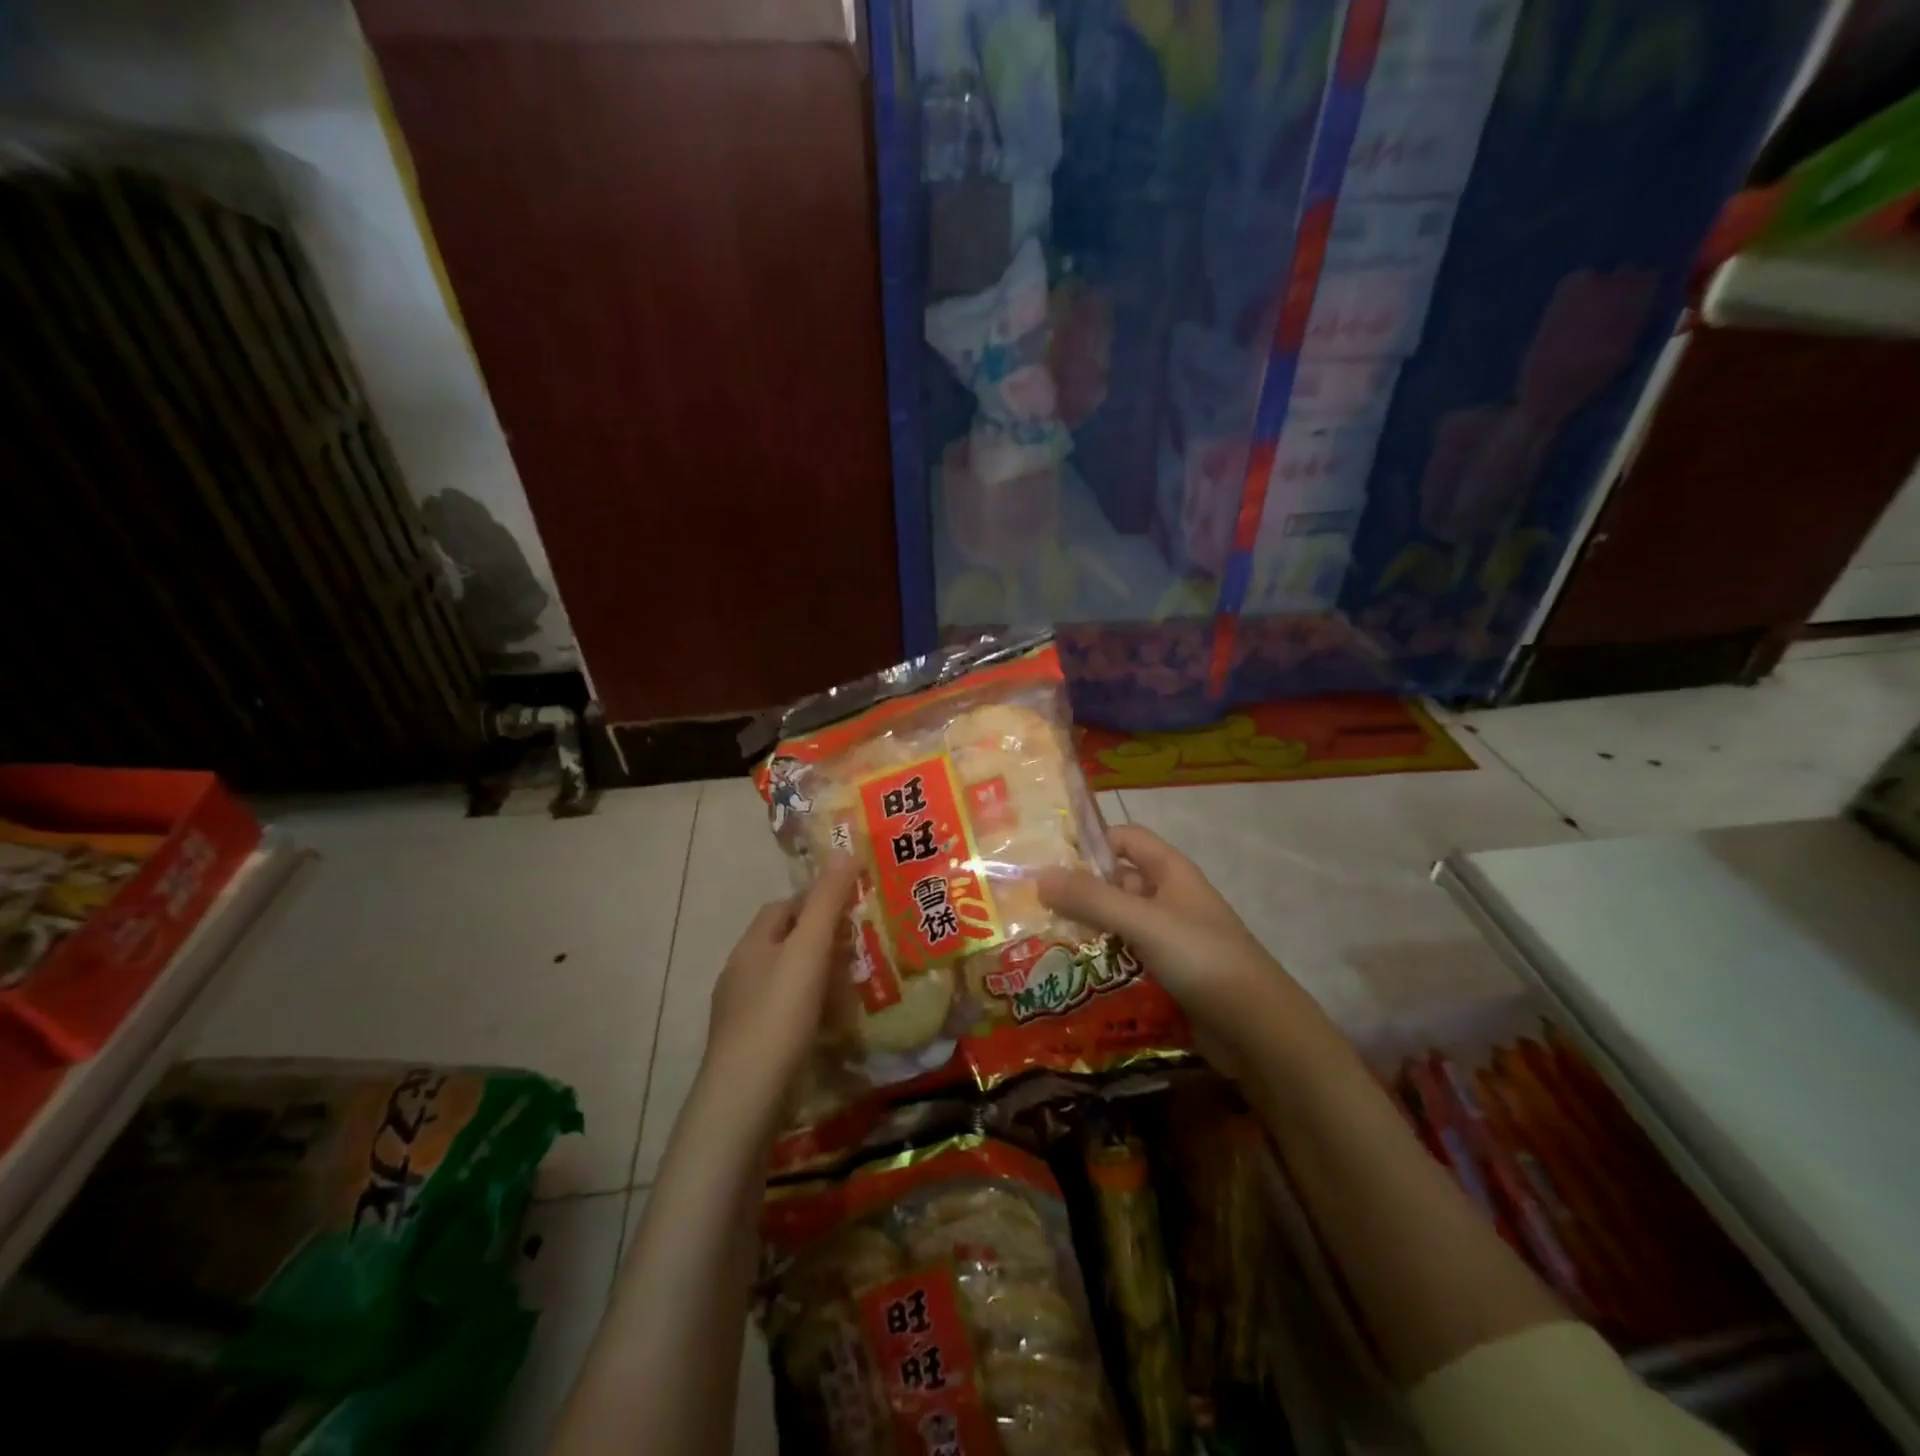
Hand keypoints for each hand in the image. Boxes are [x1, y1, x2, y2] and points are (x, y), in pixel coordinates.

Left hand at [703, 854, 857, 1103]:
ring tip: (855, 985)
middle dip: (820, 939)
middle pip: (784, 943)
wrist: (744, 1101)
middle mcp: (741, 973)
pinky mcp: (751, 1047)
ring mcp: (742, 1013)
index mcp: (752, 945)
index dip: (816, 900)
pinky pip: (784, 1013)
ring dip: (817, 977)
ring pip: (785, 980)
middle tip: (863, 947)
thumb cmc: (778, 1016)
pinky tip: (831, 1026)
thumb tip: (844, 851)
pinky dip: (809, 1010)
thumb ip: (826, 903)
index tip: (852, 908)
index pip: (783, 907)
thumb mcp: (807, 952)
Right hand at [1037, 825, 1299, 1073]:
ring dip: (1085, 931)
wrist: (1258, 1031)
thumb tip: (1039, 877)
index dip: (1090, 842)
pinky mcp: (1167, 975)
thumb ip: (1091, 899)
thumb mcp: (1143, 922)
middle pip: (1116, 882)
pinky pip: (1125, 959)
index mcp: (1170, 872)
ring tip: (1039, 942)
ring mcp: (1169, 939)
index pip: (1124, 839)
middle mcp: (1169, 899)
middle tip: (1031, 906)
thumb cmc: (1202, 959)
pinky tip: (1069, 975)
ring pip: (1117, 924)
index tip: (1047, 859)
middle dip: (1078, 892)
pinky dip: (1100, 962)